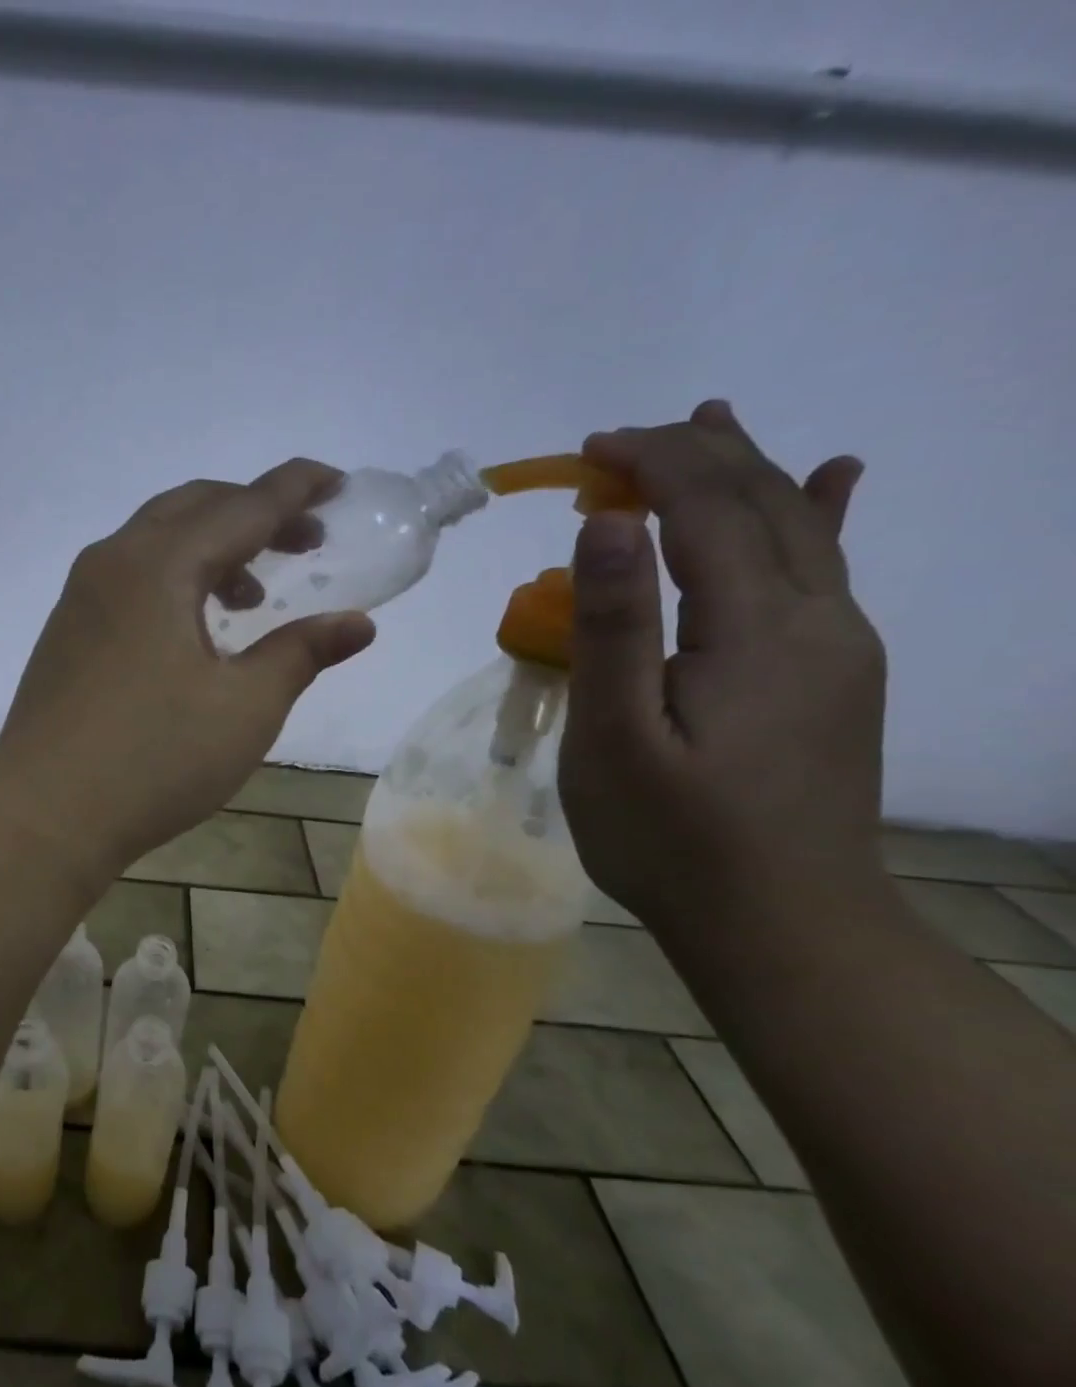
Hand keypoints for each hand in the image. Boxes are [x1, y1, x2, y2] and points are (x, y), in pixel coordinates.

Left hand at [0, 460, 376, 880]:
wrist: (44, 816)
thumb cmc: (154, 760)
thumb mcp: (245, 708)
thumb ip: (301, 653)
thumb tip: (356, 623)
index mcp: (158, 566)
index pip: (242, 506)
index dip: (296, 490)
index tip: (337, 483)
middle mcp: (111, 563)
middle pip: (192, 508)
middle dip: (253, 514)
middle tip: (303, 542)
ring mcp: (78, 598)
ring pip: (154, 542)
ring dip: (211, 550)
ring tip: (251, 597)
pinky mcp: (64, 632)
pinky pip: (127, 577)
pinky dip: (173, 579)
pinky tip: (192, 631)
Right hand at [559, 401, 888, 934]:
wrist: (780, 923)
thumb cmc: (672, 836)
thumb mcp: (616, 737)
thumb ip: (614, 626)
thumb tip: (610, 524)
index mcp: (758, 629)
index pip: (707, 509)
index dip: (649, 465)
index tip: (586, 452)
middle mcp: (818, 618)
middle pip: (761, 504)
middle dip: (691, 456)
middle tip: (618, 441)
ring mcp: (838, 646)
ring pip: (799, 528)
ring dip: (746, 470)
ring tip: (709, 424)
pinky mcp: (835, 675)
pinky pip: (828, 569)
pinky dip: (820, 513)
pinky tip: (834, 479)